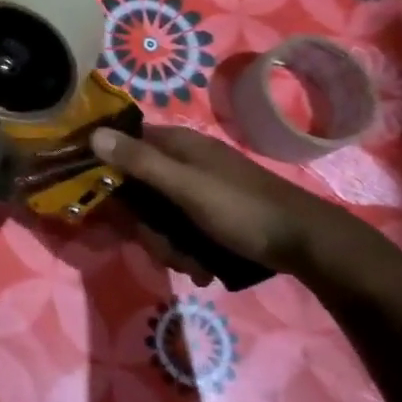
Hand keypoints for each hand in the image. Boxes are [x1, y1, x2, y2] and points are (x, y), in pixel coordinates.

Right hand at [91, 124, 383, 279]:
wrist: (307, 244)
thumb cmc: (243, 209)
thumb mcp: (186, 187)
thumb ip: (140, 162)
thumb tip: (93, 134)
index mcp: (176, 144)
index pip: (122, 145)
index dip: (107, 171)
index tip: (101, 203)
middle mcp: (182, 160)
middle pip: (137, 189)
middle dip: (145, 225)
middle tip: (162, 246)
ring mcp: (197, 187)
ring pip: (157, 214)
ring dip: (167, 244)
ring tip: (191, 263)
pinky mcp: (210, 212)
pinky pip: (179, 228)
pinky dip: (185, 249)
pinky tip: (202, 266)